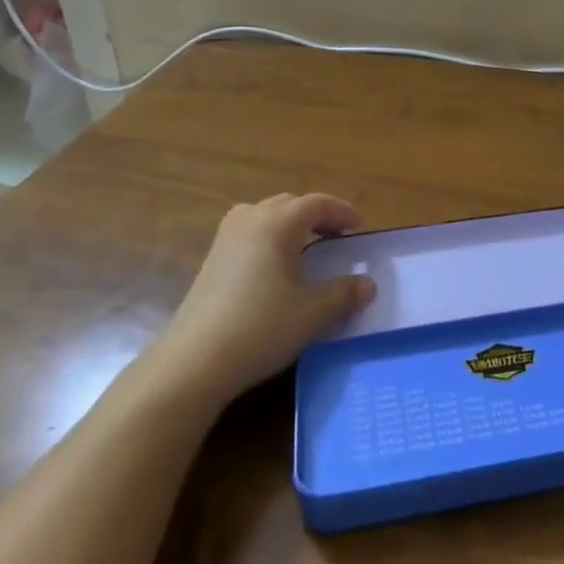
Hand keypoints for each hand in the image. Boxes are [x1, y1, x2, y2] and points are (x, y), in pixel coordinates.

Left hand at [155, 193, 375, 405]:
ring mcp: (225, 238)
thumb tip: (368, 284)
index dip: (341, 211)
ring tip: (305, 246)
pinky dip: (268, 236)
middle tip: (336, 236)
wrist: (195, 361)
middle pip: (289, 203)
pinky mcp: (211, 259)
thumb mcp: (313, 313)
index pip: (317, 203)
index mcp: (278, 223)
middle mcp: (250, 219)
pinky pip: (247, 231)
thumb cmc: (261, 328)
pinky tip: (273, 266)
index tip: (359, 227)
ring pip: (265, 214)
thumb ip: (344, 294)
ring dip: (289, 223)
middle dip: (316, 215)